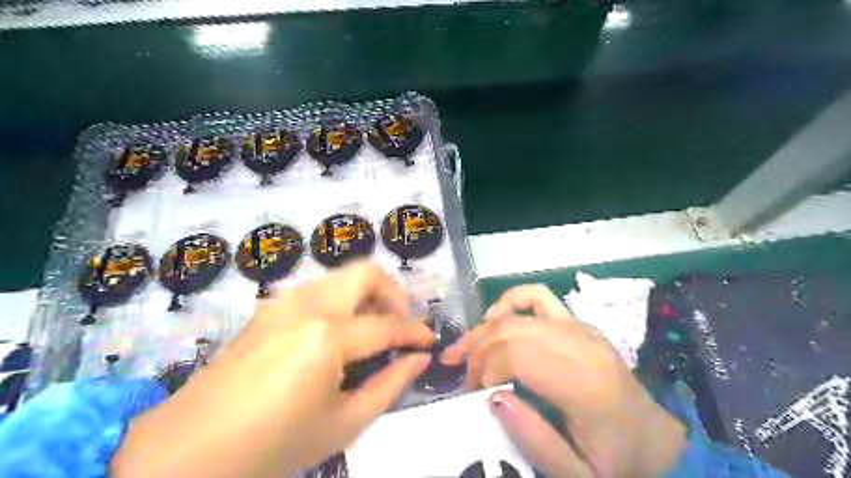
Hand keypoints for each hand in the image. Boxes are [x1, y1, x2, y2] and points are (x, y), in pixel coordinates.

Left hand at [110, 261, 434, 477]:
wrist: (184, 451)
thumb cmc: (271, 446)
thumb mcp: (343, 424)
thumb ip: (389, 385)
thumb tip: (419, 359)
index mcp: (328, 336)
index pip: (388, 325)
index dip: (415, 332)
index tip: (429, 342)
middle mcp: (308, 305)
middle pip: (365, 273)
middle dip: (393, 294)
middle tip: (400, 324)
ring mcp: (284, 301)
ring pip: (340, 276)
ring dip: (366, 294)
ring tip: (372, 328)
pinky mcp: (268, 308)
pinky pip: (317, 289)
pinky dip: (340, 300)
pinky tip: (337, 333)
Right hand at [443, 284, 686, 477]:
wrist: (653, 440)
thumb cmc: (617, 460)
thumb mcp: (579, 474)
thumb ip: (536, 441)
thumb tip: (493, 397)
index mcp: (584, 383)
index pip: (518, 355)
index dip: (485, 368)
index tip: (473, 392)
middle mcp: (582, 345)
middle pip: (512, 330)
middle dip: (478, 349)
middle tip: (464, 376)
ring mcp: (580, 328)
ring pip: (518, 314)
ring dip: (484, 328)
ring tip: (464, 348)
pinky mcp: (578, 323)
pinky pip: (538, 296)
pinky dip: (511, 300)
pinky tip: (494, 316)